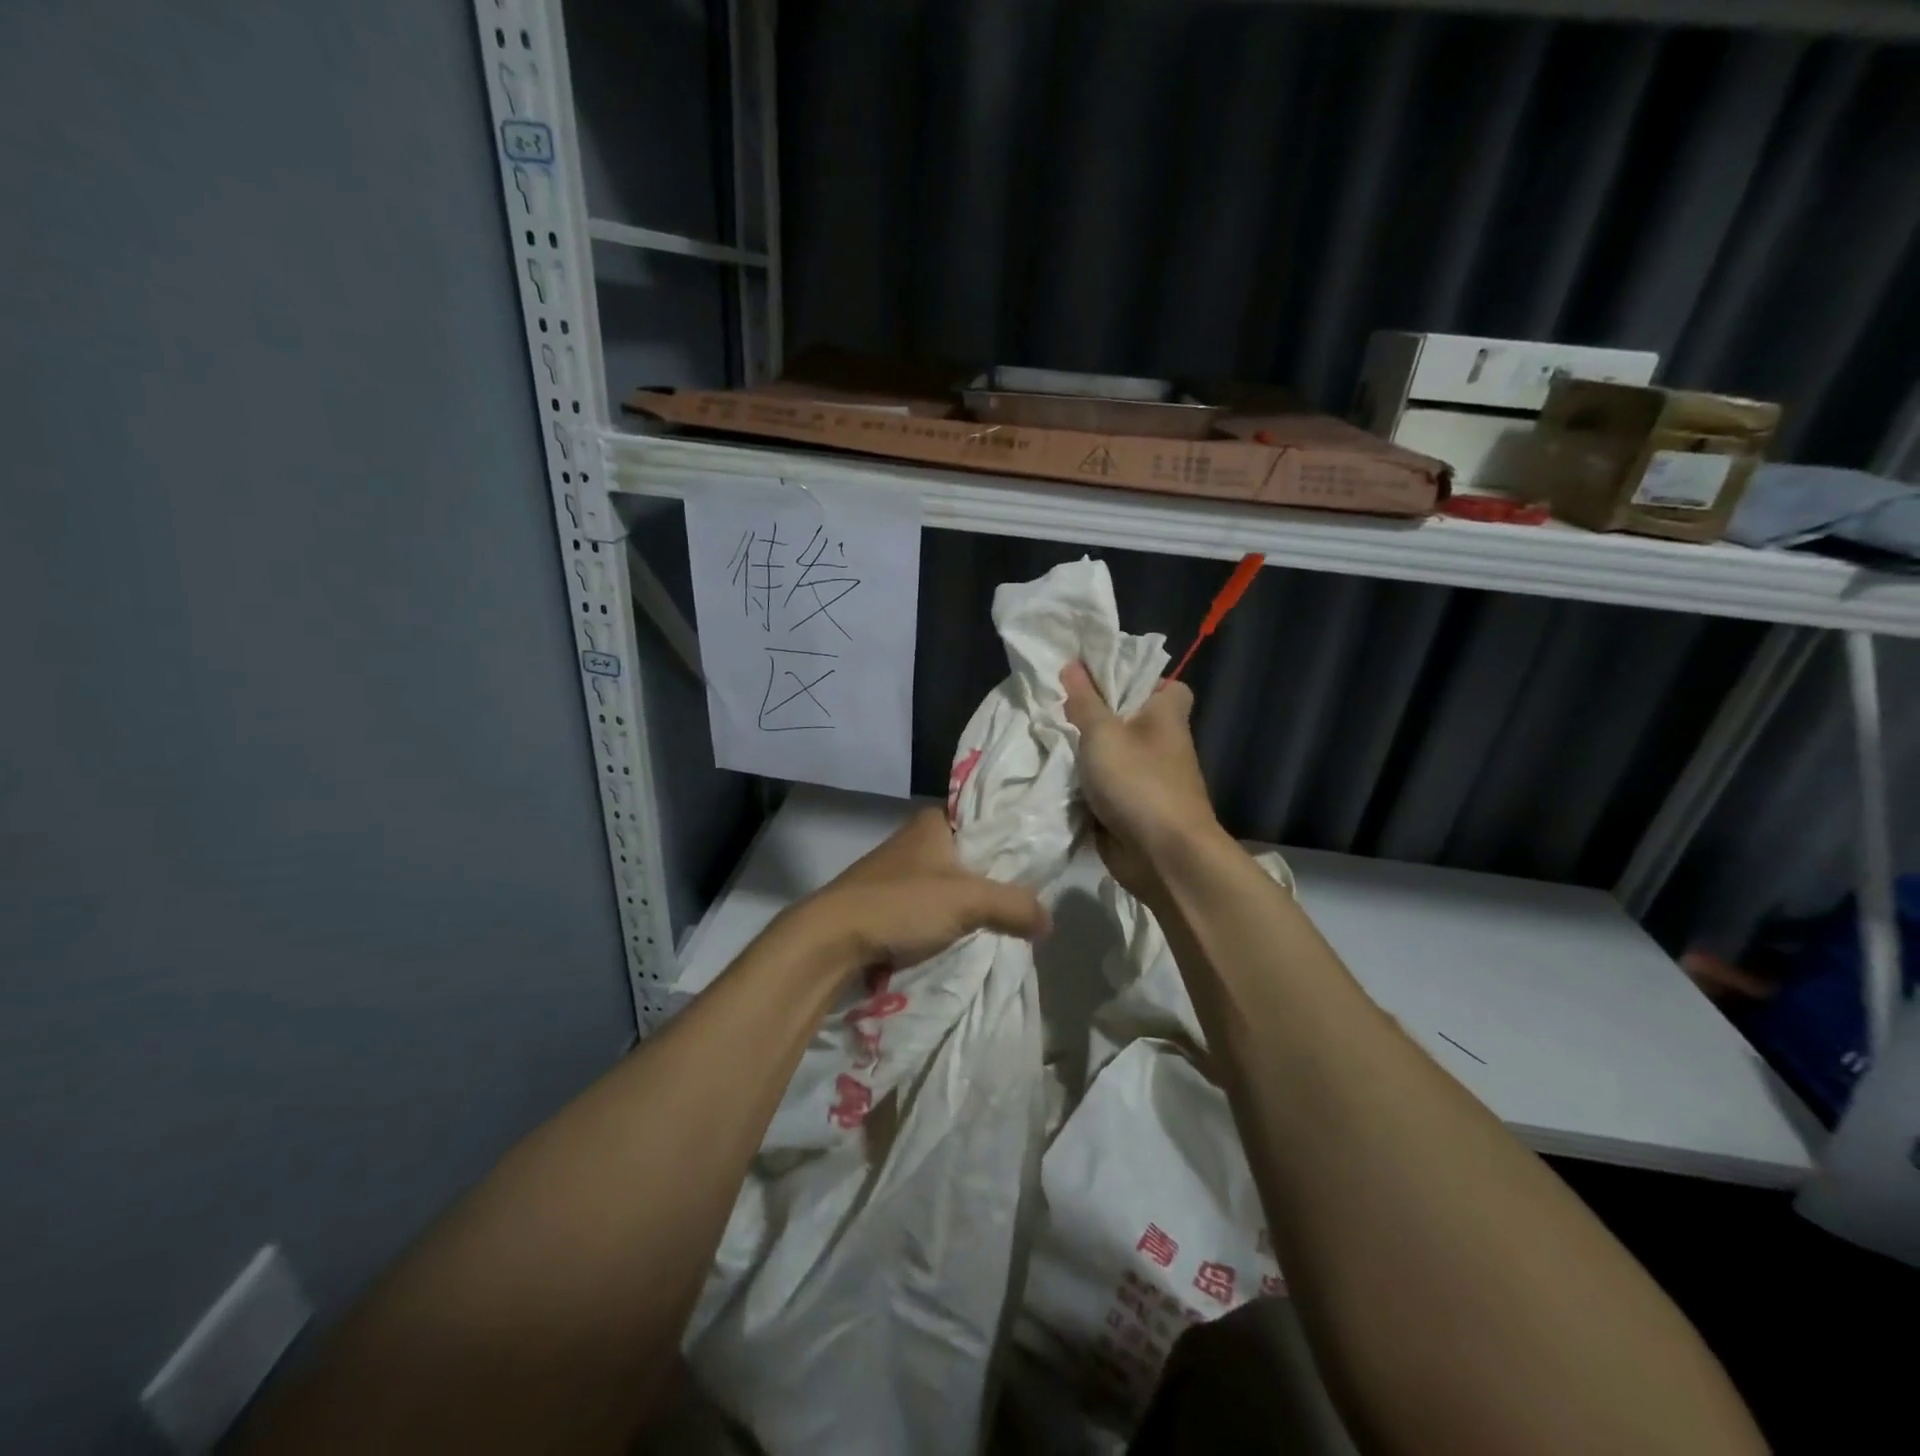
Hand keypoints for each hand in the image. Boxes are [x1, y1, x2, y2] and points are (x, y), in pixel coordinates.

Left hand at [787, 807, 1049, 975]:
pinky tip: (965, 936)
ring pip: (950, 882)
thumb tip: (1049, 920)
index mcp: (934, 821)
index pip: (986, 820)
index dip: (1013, 842)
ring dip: (970, 903)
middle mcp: (916, 838)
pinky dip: (947, 919)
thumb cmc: (901, 904)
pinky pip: (930, 905)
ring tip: (1003, 924)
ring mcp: (899, 870)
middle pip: (971, 855)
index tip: (1040, 865)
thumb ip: (1014, 905)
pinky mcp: (886, 900)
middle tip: (1027, 902)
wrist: (830, 939)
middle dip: (995, 879)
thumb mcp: (968, 901)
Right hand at [1061, 661, 1221, 899]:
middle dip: (1095, 716)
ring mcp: (1148, 780)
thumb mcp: (1103, 733)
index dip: (1140, 680)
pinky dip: (1084, 786)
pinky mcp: (1132, 809)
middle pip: (1129, 720)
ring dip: (1085, 754)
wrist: (1162, 855)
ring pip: (1112, 756)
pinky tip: (1053, 776)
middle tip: (1057, 706)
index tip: (1103, 680)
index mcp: (1167, 717)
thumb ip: (1085, 701)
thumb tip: (1073, 664)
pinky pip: (1104, 789)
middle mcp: (1162, 745)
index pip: (1168, 687)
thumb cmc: (1138, 781)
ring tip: (1047, 737)